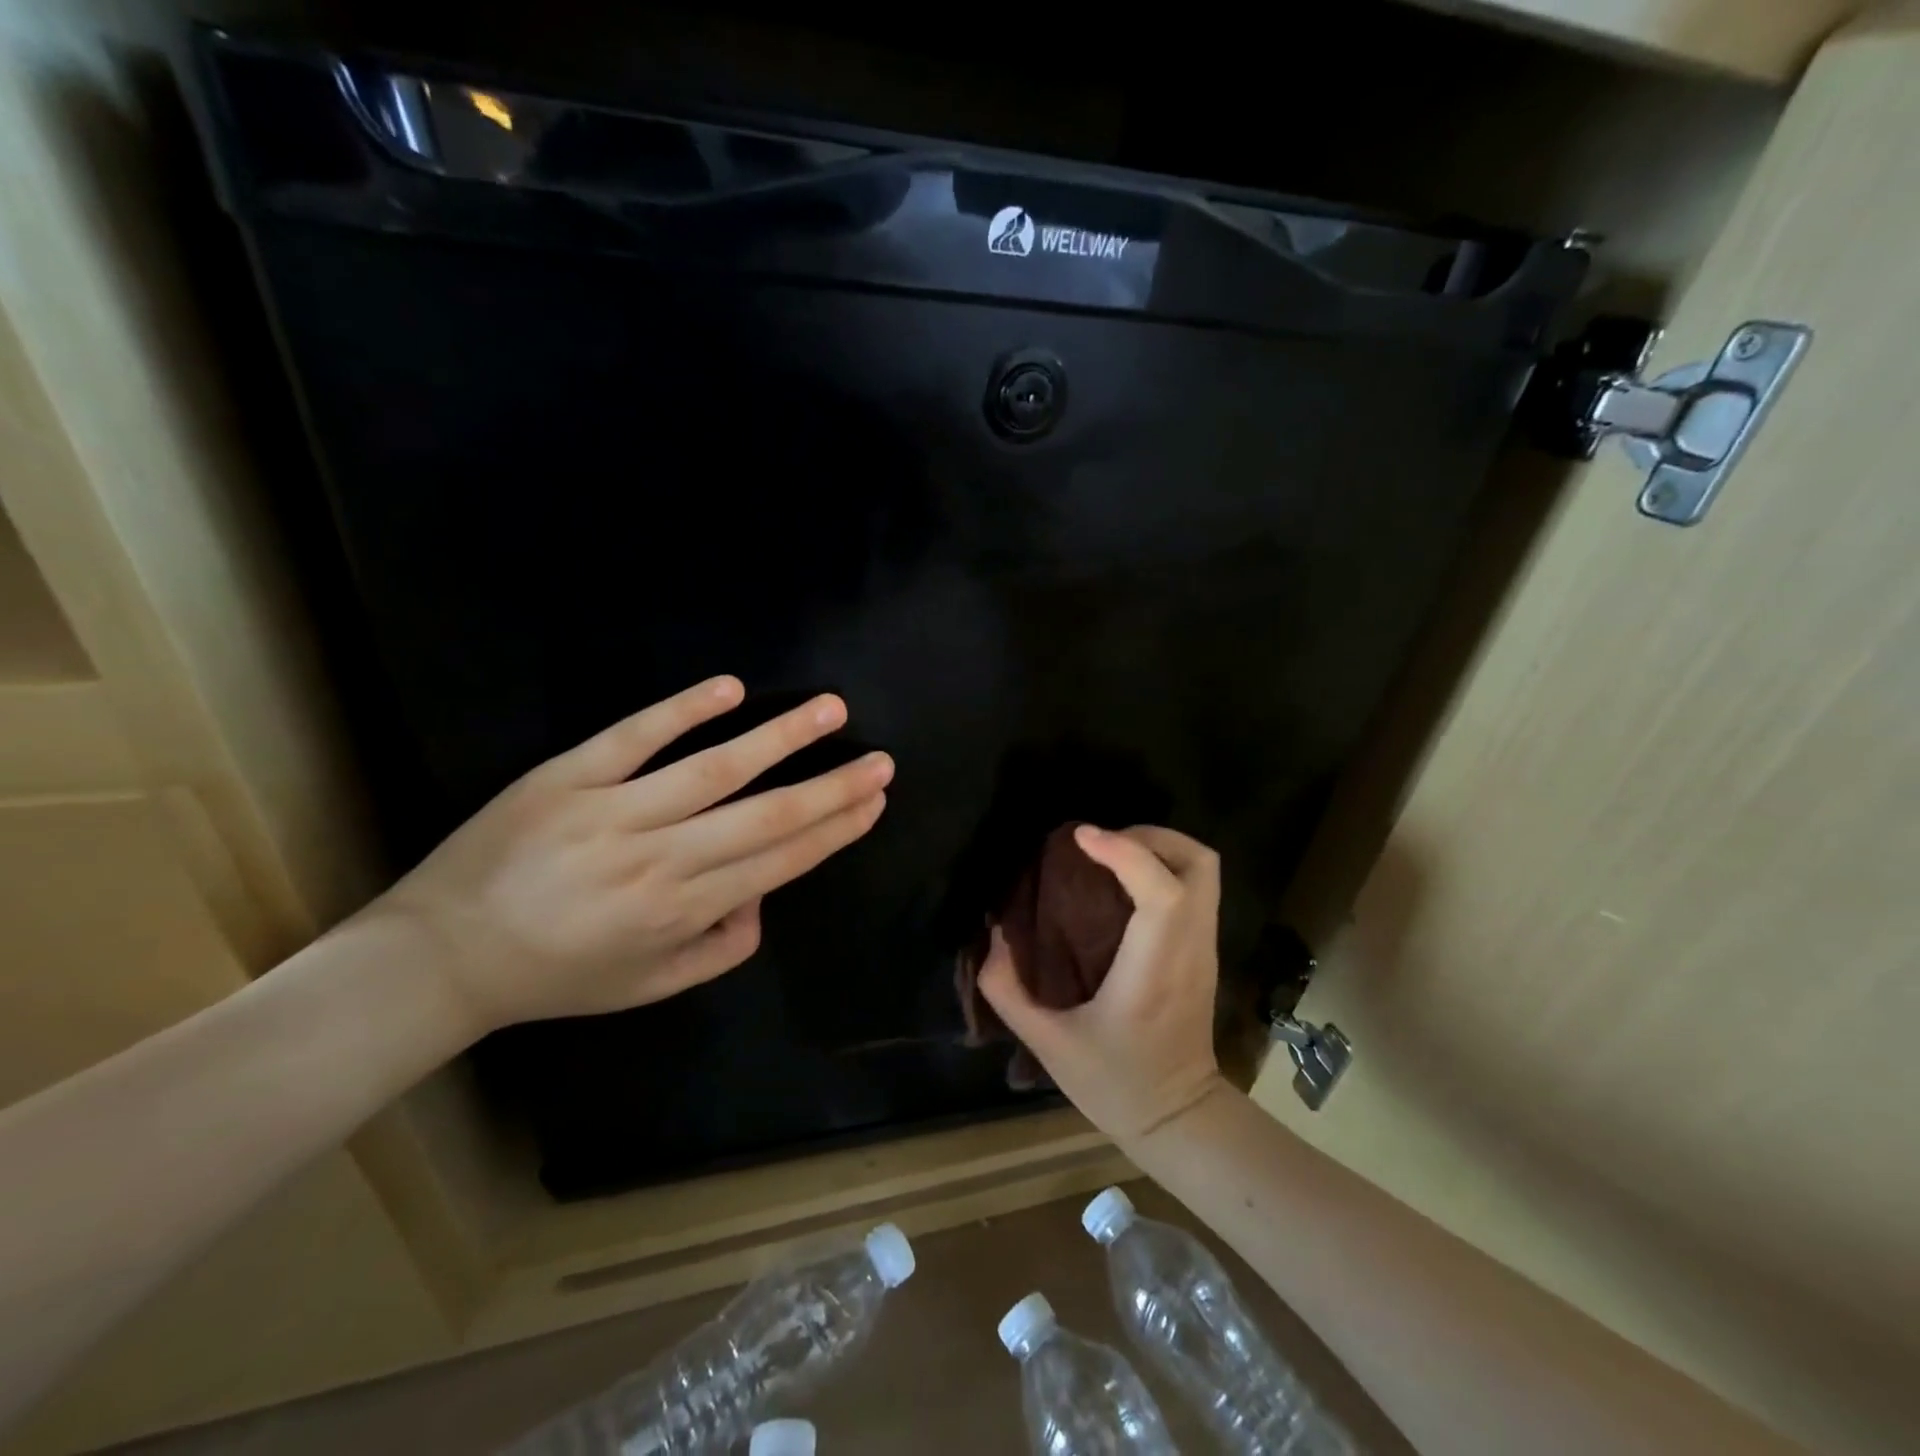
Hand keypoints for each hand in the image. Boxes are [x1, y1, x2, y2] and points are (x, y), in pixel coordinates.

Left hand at [368, 676, 890, 1039]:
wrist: (442, 958)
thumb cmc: (557, 975)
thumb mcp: (650, 986)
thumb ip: (720, 950)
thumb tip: (763, 900)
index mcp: (685, 910)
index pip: (781, 860)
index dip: (835, 829)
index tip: (874, 802)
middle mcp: (663, 859)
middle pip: (766, 815)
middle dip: (833, 788)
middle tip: (881, 761)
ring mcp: (615, 811)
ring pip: (714, 769)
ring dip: (780, 738)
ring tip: (831, 711)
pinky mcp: (569, 777)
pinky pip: (635, 738)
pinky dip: (683, 710)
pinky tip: (730, 688)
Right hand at [979, 824, 1228, 1147]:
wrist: (1179, 1119)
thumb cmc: (1117, 1084)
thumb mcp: (1048, 1045)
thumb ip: (1009, 989)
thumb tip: (993, 936)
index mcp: (1154, 970)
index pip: (1163, 893)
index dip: (1126, 853)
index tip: (1081, 838)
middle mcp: (1190, 948)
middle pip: (1198, 863)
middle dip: (1150, 837)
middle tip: (1101, 845)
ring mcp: (1204, 948)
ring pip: (1203, 869)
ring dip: (1158, 847)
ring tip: (1109, 855)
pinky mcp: (1204, 951)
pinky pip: (1196, 887)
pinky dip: (1163, 867)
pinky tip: (1123, 883)